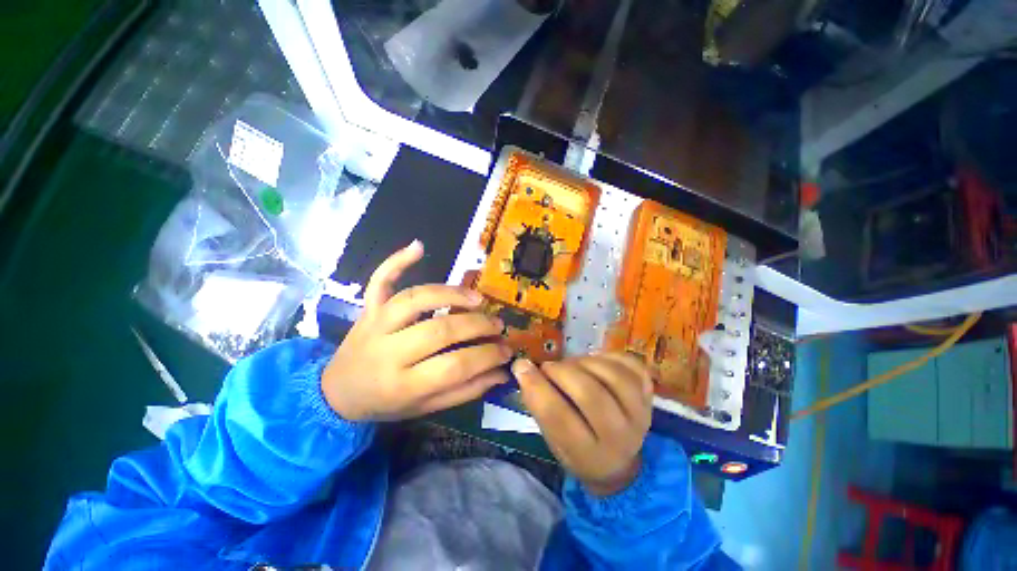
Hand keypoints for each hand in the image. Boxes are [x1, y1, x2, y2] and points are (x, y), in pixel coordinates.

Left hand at [322, 241, 512, 420]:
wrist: (338, 392)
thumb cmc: (386, 403)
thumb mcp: (426, 408)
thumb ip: (465, 391)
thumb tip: (501, 373)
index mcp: (403, 385)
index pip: (455, 366)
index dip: (487, 356)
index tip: (507, 349)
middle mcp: (388, 352)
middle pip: (440, 330)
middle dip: (477, 325)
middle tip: (497, 324)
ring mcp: (375, 324)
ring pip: (415, 299)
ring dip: (450, 294)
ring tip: (477, 298)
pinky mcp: (368, 308)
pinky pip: (380, 280)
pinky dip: (397, 261)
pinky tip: (419, 246)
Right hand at [513, 353, 652, 495]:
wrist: (618, 464)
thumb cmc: (577, 451)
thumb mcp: (552, 440)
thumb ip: (539, 406)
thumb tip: (523, 368)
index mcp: (589, 455)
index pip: (559, 417)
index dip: (536, 387)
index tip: (521, 366)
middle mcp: (620, 437)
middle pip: (590, 394)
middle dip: (562, 372)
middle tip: (549, 367)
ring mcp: (641, 414)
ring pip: (613, 376)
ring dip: (584, 363)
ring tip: (572, 366)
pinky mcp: (649, 395)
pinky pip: (631, 365)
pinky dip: (609, 357)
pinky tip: (595, 362)